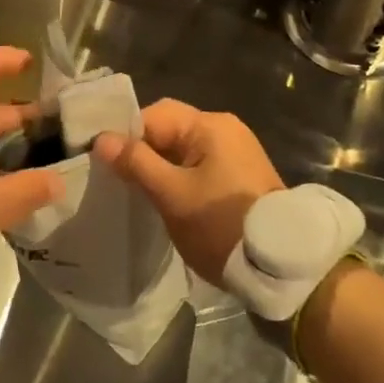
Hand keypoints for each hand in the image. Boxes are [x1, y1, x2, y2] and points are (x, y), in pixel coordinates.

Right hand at [94, 99, 283, 284]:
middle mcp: (225, 129)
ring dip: (159, 167)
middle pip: (170, 130)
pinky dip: (178, 177)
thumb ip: (136, 163)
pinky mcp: (239, 176)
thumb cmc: (221, 224)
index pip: (155, 115)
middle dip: (142, 152)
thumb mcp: (172, 195)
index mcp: (210, 125)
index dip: (126, 135)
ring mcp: (235, 153)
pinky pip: (198, 166)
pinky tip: (164, 199)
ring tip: (135, 191)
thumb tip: (102, 139)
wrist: (281, 267)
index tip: (103, 162)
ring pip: (182, 150)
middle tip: (116, 179)